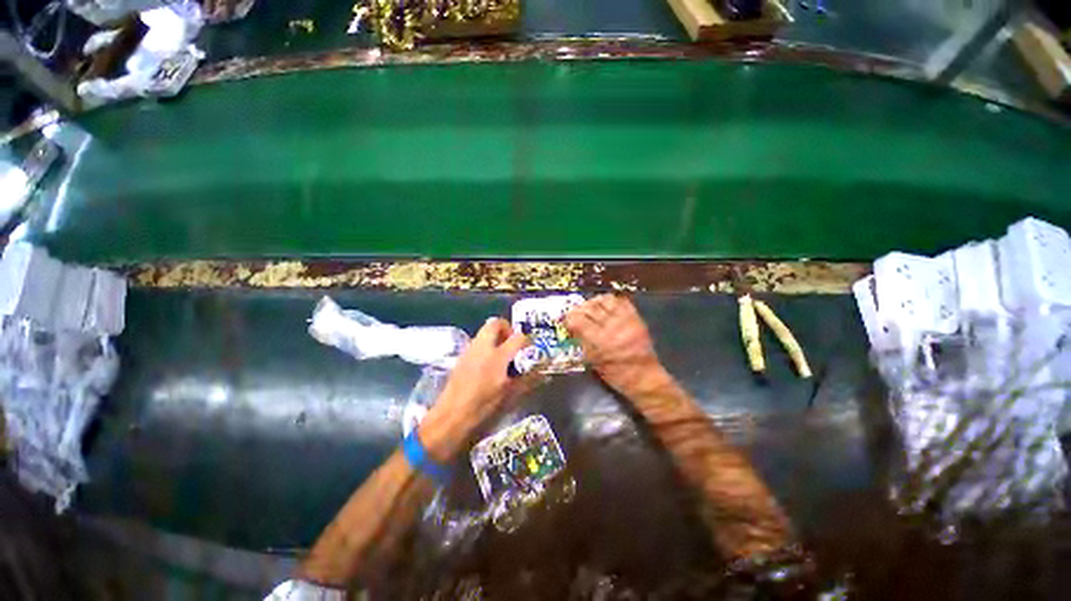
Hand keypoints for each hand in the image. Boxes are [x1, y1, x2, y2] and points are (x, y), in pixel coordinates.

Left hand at [420, 318, 530, 458]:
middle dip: (507, 328)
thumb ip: (528, 380)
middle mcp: (483, 347)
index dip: (527, 340)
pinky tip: (489, 363)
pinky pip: (477, 341)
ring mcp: (470, 349)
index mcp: (497, 356)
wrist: (451, 414)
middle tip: (513, 343)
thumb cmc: (483, 406)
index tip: (530, 347)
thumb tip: (545, 374)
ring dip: (496, 335)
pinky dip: (486, 344)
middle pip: (495, 323)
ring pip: (484, 330)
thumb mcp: (509, 394)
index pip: (518, 337)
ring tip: (503, 354)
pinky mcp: (462, 355)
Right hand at [566, 295, 672, 397]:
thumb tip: (572, 326)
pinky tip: (604, 306)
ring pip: (605, 301)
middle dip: (579, 309)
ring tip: (589, 307)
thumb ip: (582, 341)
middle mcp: (613, 327)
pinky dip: (610, 301)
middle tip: (575, 312)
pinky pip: (621, 302)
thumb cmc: (614, 373)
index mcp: (600, 341)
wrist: (643, 376)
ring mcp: (626, 320)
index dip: (569, 318)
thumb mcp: (593, 360)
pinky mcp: (636, 318)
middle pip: (590, 308)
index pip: (579, 320)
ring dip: (594, 302)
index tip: (566, 319)